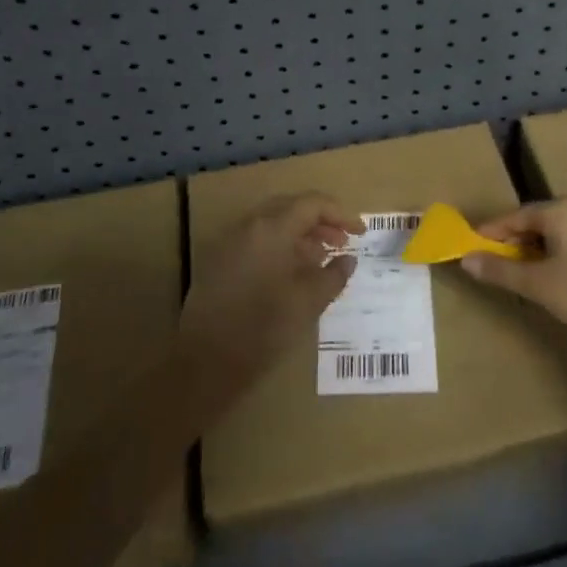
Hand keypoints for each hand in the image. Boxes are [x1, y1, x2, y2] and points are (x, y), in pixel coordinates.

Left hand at [181, 193, 362, 385]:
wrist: (206, 362)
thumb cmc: (264, 328)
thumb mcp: (309, 302)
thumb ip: (334, 274)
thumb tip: (348, 259)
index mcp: (271, 228)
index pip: (312, 204)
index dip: (341, 214)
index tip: (361, 232)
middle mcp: (248, 226)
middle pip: (290, 207)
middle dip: (320, 221)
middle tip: (342, 243)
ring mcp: (229, 242)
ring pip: (272, 224)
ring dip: (300, 235)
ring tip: (321, 259)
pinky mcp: (219, 262)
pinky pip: (256, 241)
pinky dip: (279, 247)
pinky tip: (291, 273)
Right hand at [461, 198, 566, 345]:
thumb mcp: (537, 285)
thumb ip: (499, 269)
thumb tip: (466, 259)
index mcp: (561, 211)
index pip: (516, 216)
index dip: (492, 232)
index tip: (474, 247)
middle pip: (540, 220)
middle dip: (517, 240)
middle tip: (501, 263)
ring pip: (564, 231)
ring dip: (542, 247)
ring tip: (531, 273)